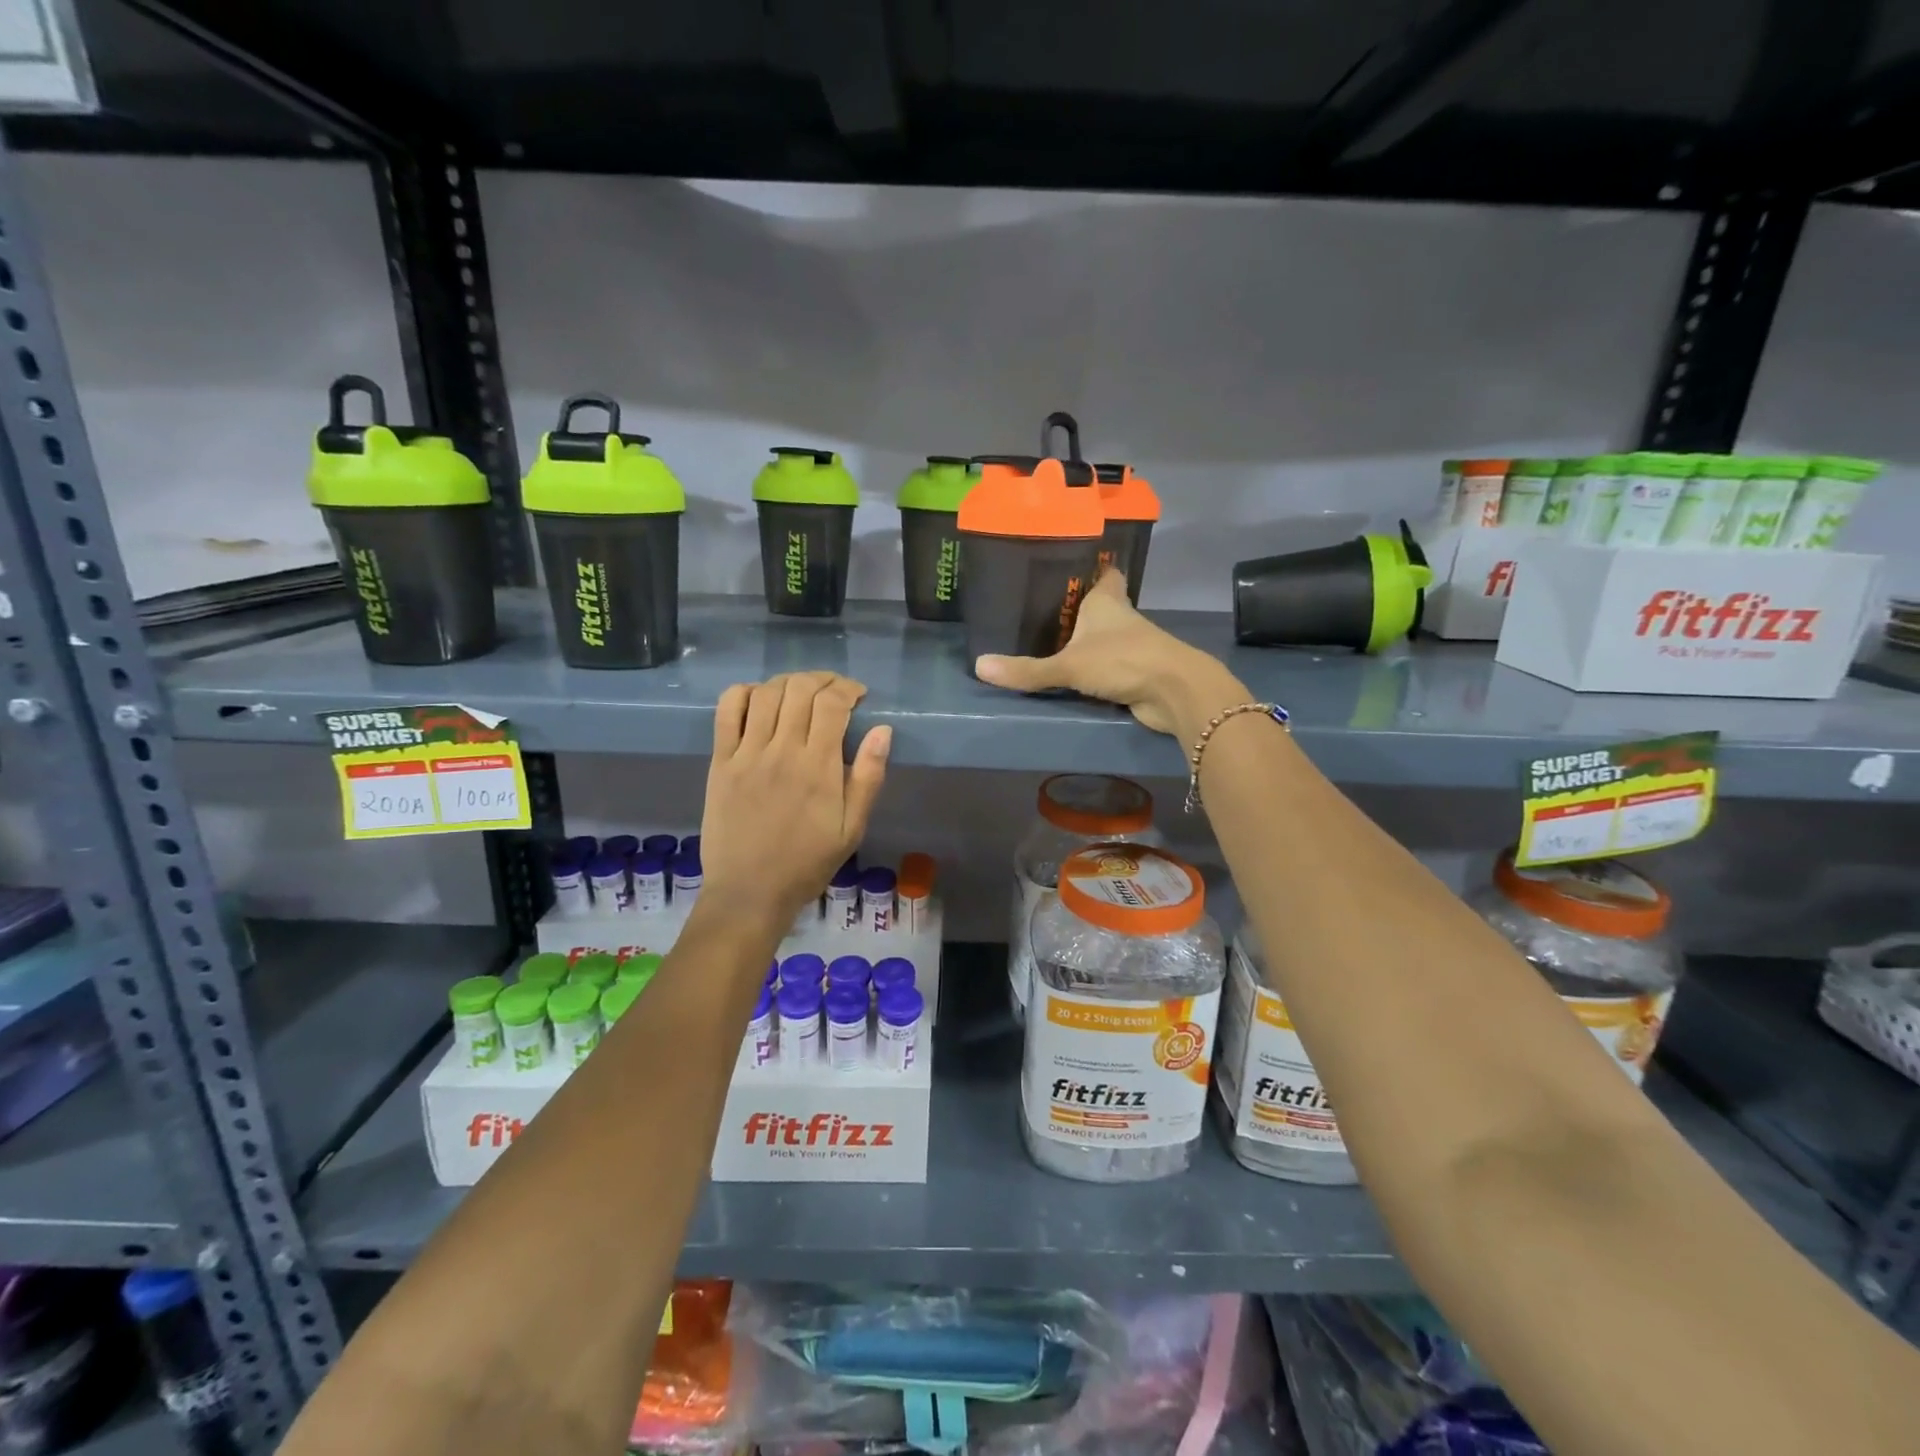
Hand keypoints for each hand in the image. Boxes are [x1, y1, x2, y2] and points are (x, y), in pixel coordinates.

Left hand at [700, 673, 890, 931]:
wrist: (750, 892)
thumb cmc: (808, 863)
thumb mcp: (852, 828)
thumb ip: (868, 777)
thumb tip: (883, 730)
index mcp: (818, 766)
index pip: (832, 703)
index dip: (848, 688)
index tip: (858, 695)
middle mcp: (782, 750)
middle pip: (800, 689)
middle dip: (822, 679)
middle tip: (833, 691)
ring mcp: (747, 753)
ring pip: (766, 693)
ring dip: (788, 682)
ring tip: (801, 692)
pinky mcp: (720, 761)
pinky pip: (727, 711)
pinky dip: (744, 693)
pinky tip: (758, 699)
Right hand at [974, 571, 1247, 739]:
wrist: (1174, 692)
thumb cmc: (1123, 660)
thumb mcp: (1068, 665)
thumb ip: (1028, 670)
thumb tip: (979, 667)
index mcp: (1108, 600)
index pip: (1104, 572)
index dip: (1089, 567)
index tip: (1067, 567)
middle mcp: (1121, 618)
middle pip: (1101, 605)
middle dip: (1078, 607)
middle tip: (1042, 608)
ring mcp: (1132, 646)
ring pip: (1105, 636)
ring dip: (1085, 639)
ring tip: (1049, 640)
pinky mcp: (1136, 672)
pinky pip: (1109, 665)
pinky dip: (1094, 668)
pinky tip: (1071, 673)